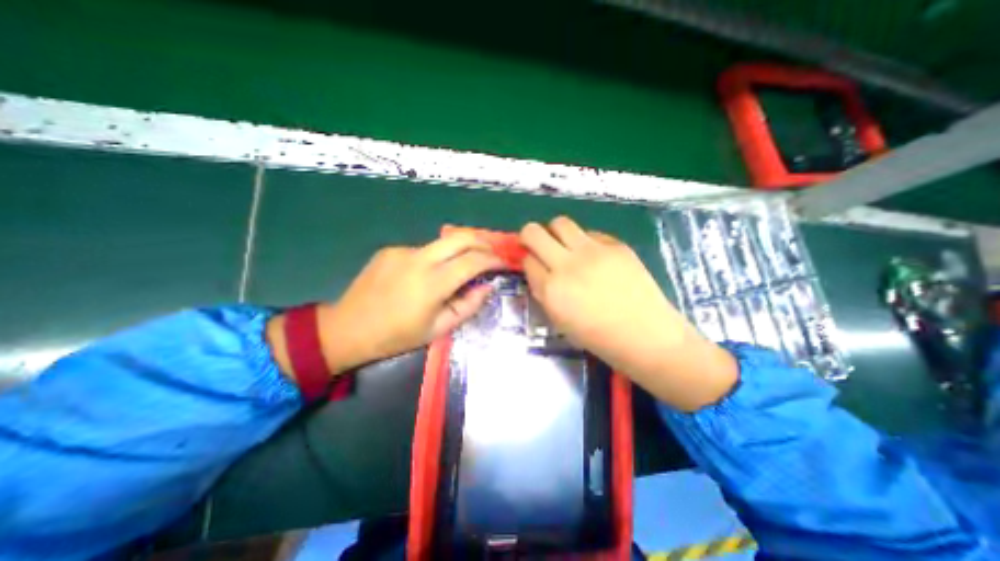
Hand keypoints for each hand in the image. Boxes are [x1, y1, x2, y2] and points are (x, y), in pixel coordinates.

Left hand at [271, 232, 504, 376]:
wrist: (347, 328)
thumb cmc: (396, 336)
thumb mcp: (438, 329)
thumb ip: (468, 306)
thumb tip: (487, 287)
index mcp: (432, 283)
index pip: (473, 261)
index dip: (494, 260)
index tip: (504, 263)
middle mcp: (419, 259)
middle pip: (461, 237)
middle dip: (483, 242)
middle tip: (493, 254)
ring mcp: (403, 251)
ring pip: (443, 242)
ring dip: (460, 250)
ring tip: (465, 265)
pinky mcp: (391, 250)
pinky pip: (423, 250)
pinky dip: (436, 258)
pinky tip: (429, 274)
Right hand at [520, 216, 735, 408]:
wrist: (645, 335)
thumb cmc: (598, 336)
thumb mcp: (558, 320)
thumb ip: (543, 292)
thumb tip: (537, 270)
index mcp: (551, 289)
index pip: (527, 260)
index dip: (527, 261)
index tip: (533, 264)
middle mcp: (567, 265)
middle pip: (534, 232)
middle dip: (529, 236)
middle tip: (537, 244)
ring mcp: (593, 251)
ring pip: (560, 223)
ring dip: (555, 232)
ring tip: (564, 246)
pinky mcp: (615, 245)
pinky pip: (590, 233)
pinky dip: (585, 241)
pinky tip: (594, 257)